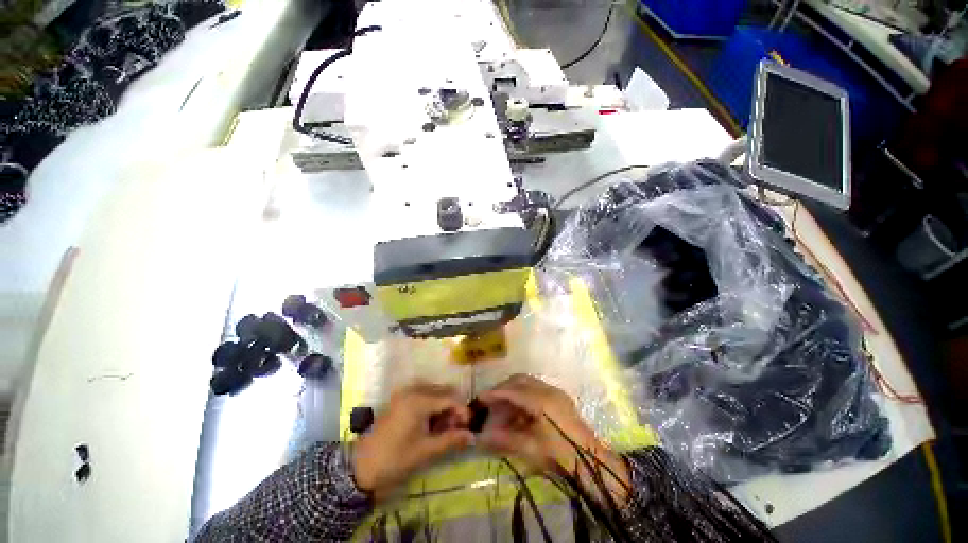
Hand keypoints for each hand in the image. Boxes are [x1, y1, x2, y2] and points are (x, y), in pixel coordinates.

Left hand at [353, 383, 473, 500]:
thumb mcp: (425, 451)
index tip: (468, 426)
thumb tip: (472, 436)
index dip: (462, 410)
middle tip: (457, 427)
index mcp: (418, 401)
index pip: (449, 398)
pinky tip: (433, 421)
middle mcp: (413, 390)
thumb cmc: (395, 459)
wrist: (361, 466)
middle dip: (453, 407)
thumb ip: (450, 440)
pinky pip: (423, 394)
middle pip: (443, 391)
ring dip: (443, 406)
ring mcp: (405, 392)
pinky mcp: (400, 398)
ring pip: (434, 392)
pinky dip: (432, 405)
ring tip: (445, 426)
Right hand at [477, 374, 629, 502]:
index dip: (494, 394)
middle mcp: (548, 390)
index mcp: (542, 400)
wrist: (593, 463)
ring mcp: (555, 392)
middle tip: (489, 401)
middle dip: (503, 388)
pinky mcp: (559, 398)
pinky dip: (523, 396)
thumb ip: (504, 438)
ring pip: (527, 383)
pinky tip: (517, 411)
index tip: (479, 399)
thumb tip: (480, 436)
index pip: (512, 390)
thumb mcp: (531, 449)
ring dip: (513, 391)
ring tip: (502, 407)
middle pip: (519, 380)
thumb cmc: (561, 457)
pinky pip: (535, 389)